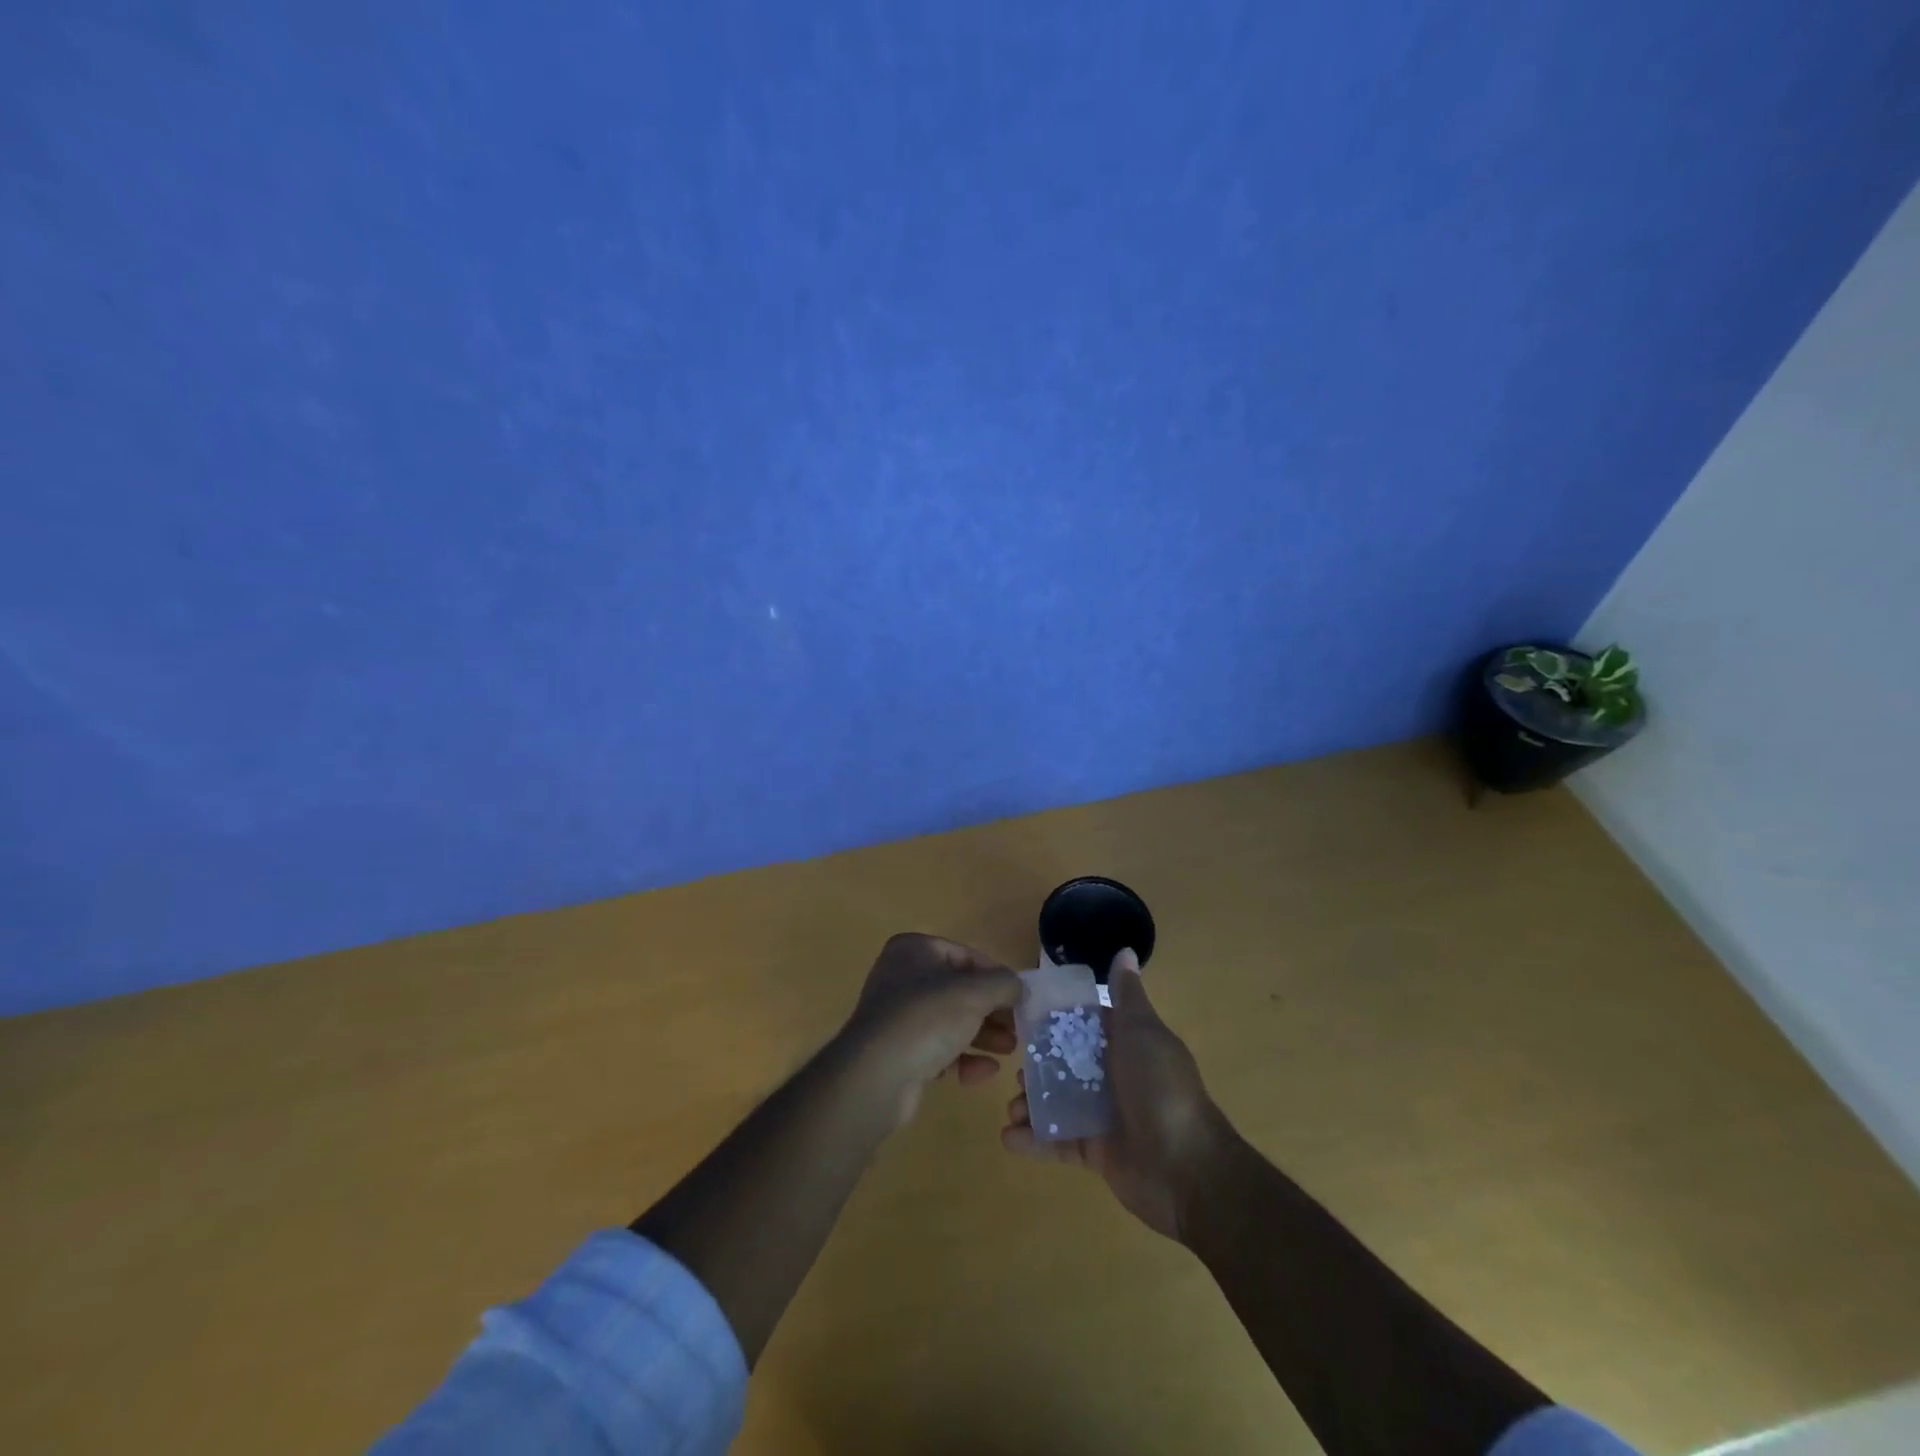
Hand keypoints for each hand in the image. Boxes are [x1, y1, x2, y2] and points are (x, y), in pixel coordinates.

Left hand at [838, 933, 1023, 1126]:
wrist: (876, 1076)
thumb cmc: (926, 1018)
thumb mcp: (974, 993)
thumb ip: (1003, 984)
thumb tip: (1019, 987)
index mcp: (914, 950)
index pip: (966, 956)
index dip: (997, 977)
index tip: (1021, 999)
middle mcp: (902, 977)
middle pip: (960, 990)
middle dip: (992, 1011)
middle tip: (1018, 1029)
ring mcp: (898, 1016)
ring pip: (951, 1020)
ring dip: (983, 1035)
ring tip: (1009, 1051)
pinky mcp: (899, 1051)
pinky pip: (938, 1048)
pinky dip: (962, 1058)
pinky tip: (984, 1073)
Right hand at [1000, 949, 1230, 1239]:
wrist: (1187, 1169)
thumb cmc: (1161, 1088)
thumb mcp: (1142, 1032)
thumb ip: (1126, 994)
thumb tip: (1126, 949)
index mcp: (1126, 1044)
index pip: (1084, 1026)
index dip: (1055, 1022)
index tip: (1022, 1017)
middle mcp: (1114, 1076)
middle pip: (1065, 1065)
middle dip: (1037, 1067)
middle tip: (1015, 1071)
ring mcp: (1104, 1116)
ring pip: (1057, 1103)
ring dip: (1031, 1104)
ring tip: (1012, 1108)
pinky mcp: (1095, 1152)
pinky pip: (1058, 1143)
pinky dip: (1033, 1141)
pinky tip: (1009, 1137)